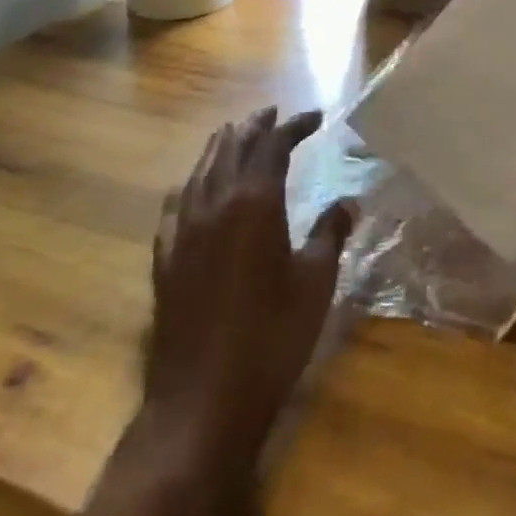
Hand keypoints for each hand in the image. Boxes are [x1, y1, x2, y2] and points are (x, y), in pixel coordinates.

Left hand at [142, 106, 352, 468]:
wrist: (202, 401)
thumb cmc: (271, 338)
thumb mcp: (315, 284)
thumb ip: (331, 234)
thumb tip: (349, 202)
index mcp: (255, 202)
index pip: (273, 145)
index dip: (295, 125)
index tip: (316, 117)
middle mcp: (215, 204)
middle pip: (233, 147)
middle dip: (255, 126)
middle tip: (274, 114)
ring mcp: (184, 230)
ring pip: (201, 169)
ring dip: (222, 146)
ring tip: (236, 133)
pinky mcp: (165, 259)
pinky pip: (175, 204)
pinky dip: (191, 183)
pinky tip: (192, 186)